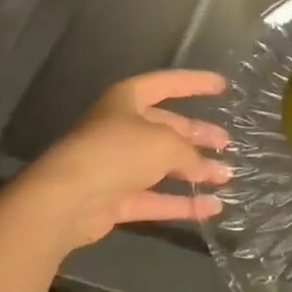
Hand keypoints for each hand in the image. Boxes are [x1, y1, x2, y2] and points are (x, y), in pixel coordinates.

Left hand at [18, 70, 231, 250]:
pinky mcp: (115, 199)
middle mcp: (122, 127)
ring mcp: (117, 165)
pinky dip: (181, 203)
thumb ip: (189, 152)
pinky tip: (210, 208)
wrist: (66, 199)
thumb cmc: (117, 151)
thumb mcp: (164, 143)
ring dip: (194, 171)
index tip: (222, 86)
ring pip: (163, 164)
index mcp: (128, 99)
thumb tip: (204, 167)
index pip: (167, 84)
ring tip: (226, 176)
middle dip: (197, 135)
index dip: (195, 83)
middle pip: (167, 127)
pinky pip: (155, 198)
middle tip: (226, 142)